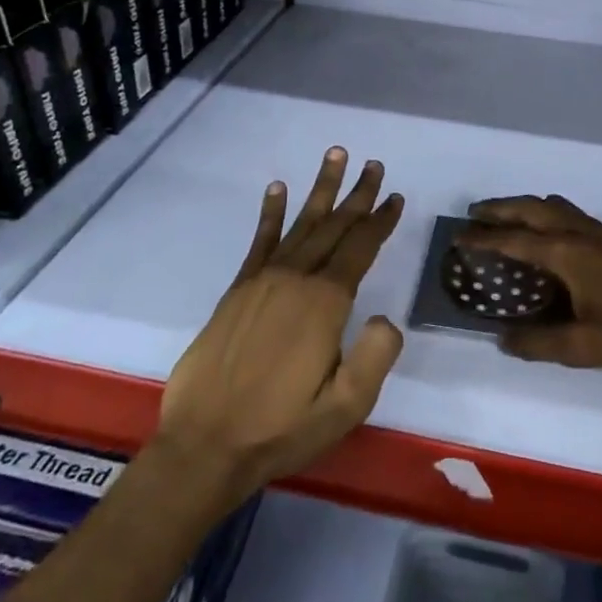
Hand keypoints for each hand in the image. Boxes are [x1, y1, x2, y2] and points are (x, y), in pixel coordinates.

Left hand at [157, 148, 404, 508]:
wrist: (206, 446)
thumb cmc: (282, 429)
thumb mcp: (346, 406)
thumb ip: (376, 357)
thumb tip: (386, 317)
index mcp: (325, 303)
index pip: (360, 249)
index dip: (381, 221)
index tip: (395, 197)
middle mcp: (295, 279)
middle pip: (334, 226)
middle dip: (357, 195)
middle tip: (374, 165)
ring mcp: (263, 281)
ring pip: (301, 224)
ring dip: (321, 189)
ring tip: (335, 155)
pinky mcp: (237, 291)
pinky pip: (259, 241)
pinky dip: (271, 213)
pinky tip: (277, 189)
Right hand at [458, 194, 601, 380]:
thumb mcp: (586, 346)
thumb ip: (541, 343)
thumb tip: (502, 339)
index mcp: (566, 254)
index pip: (514, 239)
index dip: (483, 238)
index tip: (458, 236)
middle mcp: (578, 233)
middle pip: (531, 209)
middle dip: (500, 208)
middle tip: (474, 214)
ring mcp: (599, 232)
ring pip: (552, 206)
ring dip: (524, 206)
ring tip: (506, 217)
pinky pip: (569, 213)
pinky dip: (546, 212)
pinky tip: (550, 232)